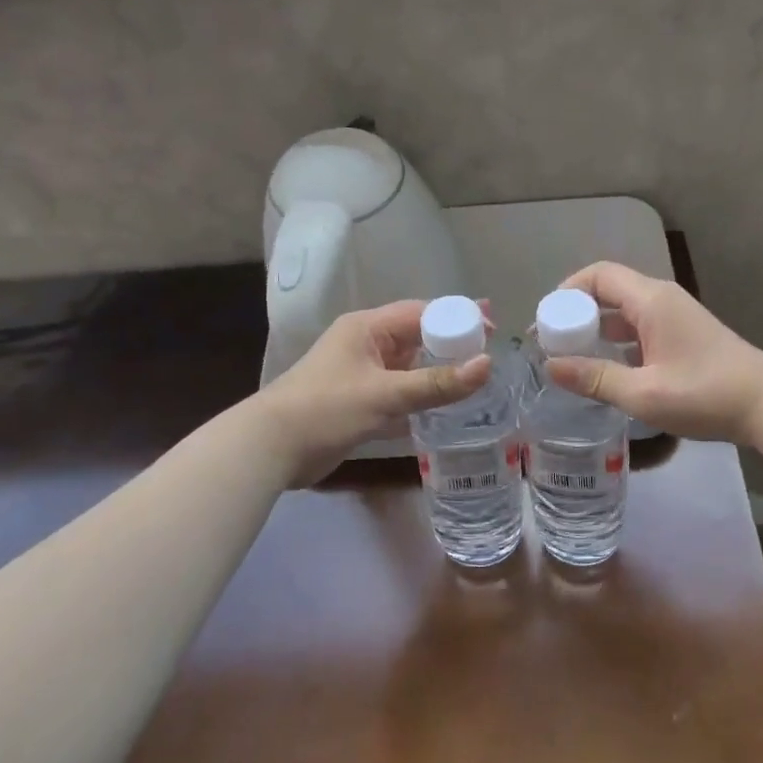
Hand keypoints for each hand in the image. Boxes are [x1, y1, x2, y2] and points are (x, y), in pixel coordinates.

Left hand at [253, 300, 489, 484]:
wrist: (270, 449)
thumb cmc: (327, 409)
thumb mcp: (386, 394)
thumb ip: (437, 383)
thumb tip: (487, 365)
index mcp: (368, 328)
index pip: (422, 313)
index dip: (458, 318)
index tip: (491, 329)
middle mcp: (366, 344)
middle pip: (418, 338)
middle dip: (452, 344)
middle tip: (490, 353)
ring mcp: (362, 374)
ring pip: (410, 367)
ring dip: (438, 372)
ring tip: (477, 379)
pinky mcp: (359, 402)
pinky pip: (400, 391)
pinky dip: (422, 396)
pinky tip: (446, 408)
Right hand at [546, 262, 762, 445]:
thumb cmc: (705, 395)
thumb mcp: (643, 393)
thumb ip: (595, 378)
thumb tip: (550, 366)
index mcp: (651, 300)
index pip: (599, 275)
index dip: (567, 290)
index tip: (546, 320)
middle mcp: (661, 299)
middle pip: (609, 290)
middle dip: (577, 312)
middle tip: (553, 343)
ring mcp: (675, 317)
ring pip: (624, 311)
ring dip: (597, 329)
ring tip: (572, 357)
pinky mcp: (683, 336)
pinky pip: (639, 327)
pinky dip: (617, 341)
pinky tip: (607, 369)